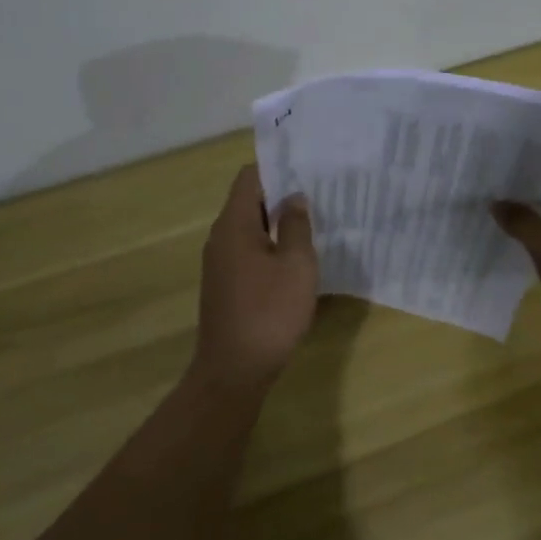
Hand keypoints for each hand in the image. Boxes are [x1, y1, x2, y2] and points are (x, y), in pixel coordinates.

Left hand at [194, 166, 319, 390]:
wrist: (233, 371)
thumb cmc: (269, 312)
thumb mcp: (296, 265)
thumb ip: (297, 225)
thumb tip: (294, 198)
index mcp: (234, 225)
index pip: (250, 177)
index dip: (278, 168)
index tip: (308, 169)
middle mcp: (221, 238)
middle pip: (249, 201)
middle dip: (282, 195)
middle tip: (320, 194)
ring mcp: (220, 263)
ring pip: (250, 228)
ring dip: (278, 223)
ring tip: (314, 222)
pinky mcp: (226, 284)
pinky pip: (249, 250)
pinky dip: (271, 246)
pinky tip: (296, 258)